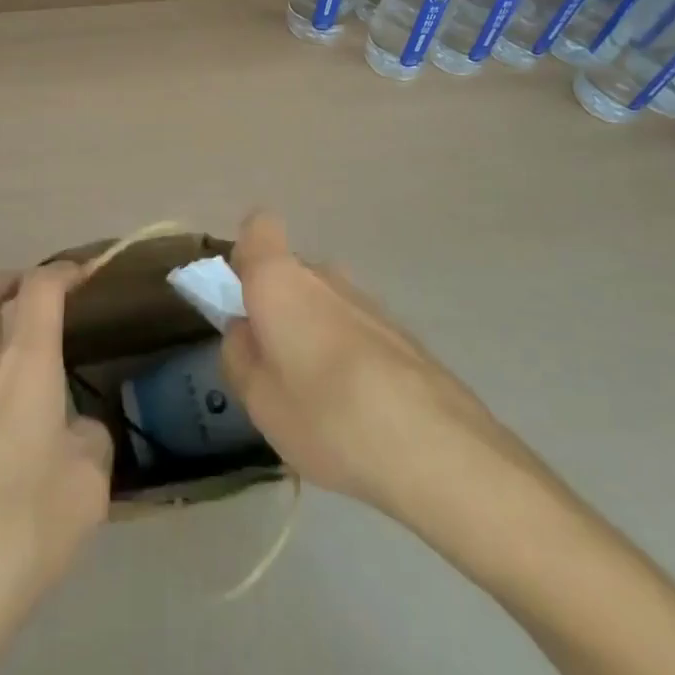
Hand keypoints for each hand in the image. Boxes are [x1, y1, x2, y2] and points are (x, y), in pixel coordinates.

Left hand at [0, 264, 111, 674]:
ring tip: (18, 389)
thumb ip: (88, 441)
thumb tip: (74, 433)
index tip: (83, 272)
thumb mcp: (89, 484)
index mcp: (23, 363)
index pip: (40, 288)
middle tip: (34, 297)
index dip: (63, 270)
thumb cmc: (23, 525)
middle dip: (10, 283)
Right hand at [219, 212, 560, 553]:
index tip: (242, 297)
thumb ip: (239, 355)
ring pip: (324, 303)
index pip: (258, 228)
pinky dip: (348, 355)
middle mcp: (324, 275)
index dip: (246, 254)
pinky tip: (357, 411)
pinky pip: (355, 330)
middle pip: (291, 272)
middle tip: (274, 365)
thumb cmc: (325, 413)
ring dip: (314, 334)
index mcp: (280, 279)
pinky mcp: (400, 331)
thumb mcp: (258, 398)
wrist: (434, 446)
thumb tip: (245, 330)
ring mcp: (367, 301)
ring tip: (317, 399)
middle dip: (278, 306)